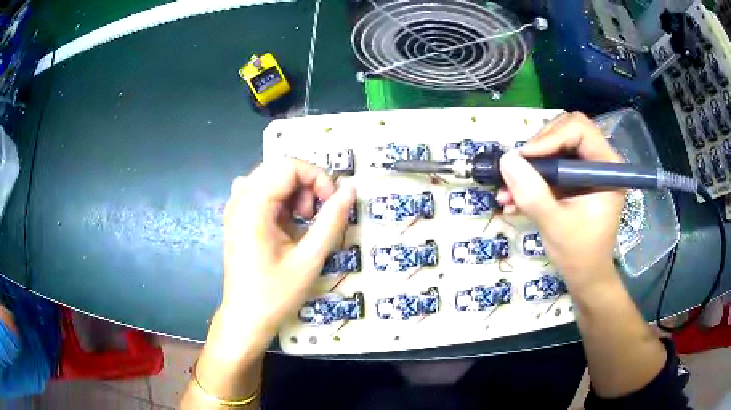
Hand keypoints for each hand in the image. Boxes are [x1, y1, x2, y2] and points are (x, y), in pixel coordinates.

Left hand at [217, 158, 355, 352]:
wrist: (245, 318)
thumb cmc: (275, 294)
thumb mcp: (310, 259)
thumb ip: (331, 221)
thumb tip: (350, 190)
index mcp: (252, 207)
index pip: (288, 166)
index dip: (317, 178)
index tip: (331, 204)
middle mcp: (239, 199)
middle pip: (279, 168)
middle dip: (306, 185)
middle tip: (316, 216)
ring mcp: (235, 207)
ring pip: (272, 178)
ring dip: (294, 193)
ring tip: (302, 223)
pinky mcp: (237, 217)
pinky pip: (262, 191)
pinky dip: (281, 200)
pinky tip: (285, 223)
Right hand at [497, 112, 624, 293]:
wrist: (586, 277)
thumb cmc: (580, 255)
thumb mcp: (555, 225)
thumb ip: (533, 194)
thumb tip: (506, 159)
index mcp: (607, 168)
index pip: (579, 130)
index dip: (550, 138)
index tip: (525, 159)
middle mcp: (599, 162)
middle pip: (565, 131)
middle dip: (537, 149)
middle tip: (517, 170)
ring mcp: (586, 170)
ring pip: (554, 147)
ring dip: (529, 166)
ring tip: (507, 190)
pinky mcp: (574, 180)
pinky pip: (550, 166)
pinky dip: (531, 178)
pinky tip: (513, 198)